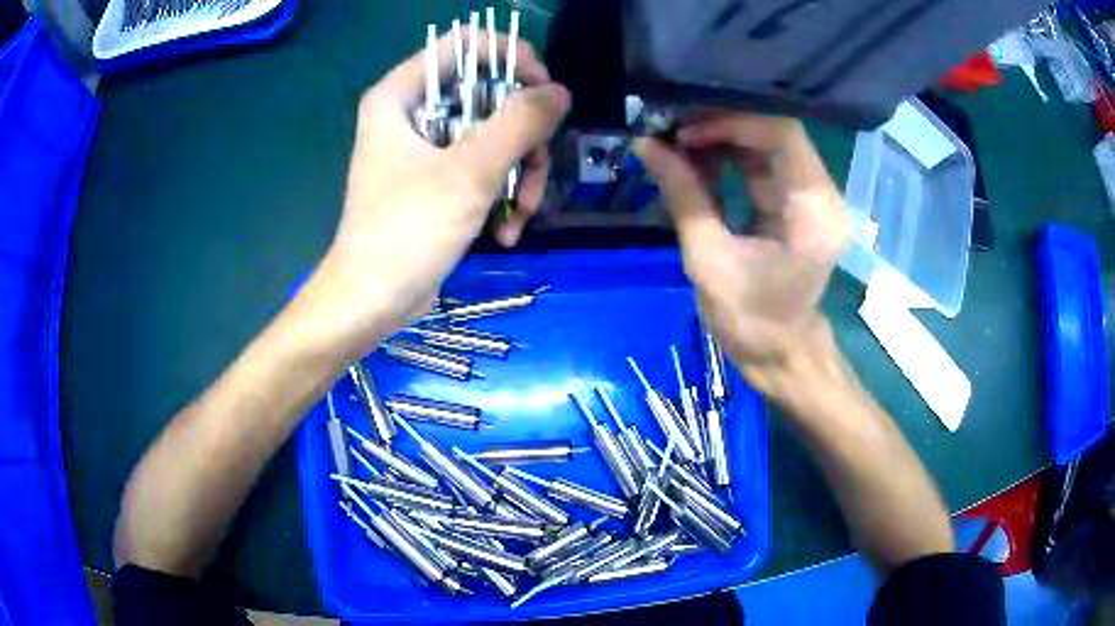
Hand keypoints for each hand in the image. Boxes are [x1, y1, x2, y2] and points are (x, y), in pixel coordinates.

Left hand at [292, 33, 569, 362]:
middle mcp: (411, 113)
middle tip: (536, 168)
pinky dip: (501, 194)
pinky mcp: (436, 179)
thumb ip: (519, 123)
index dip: (509, 58)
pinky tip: (505, 231)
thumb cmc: (407, 232)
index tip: (543, 93)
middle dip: (522, 135)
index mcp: (400, 95)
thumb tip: (559, 93)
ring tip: (521, 214)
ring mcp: (424, 148)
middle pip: (487, 93)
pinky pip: (483, 167)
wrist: (373, 302)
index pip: (463, 46)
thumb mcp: (469, 173)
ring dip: (519, 174)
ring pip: (493, 134)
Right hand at [635, 114, 848, 400]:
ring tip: (676, 143)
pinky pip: (763, 165)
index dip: (732, 124)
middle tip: (672, 131)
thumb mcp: (708, 259)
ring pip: (767, 146)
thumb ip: (683, 196)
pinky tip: (694, 159)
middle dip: (722, 126)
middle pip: (775, 135)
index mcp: (813, 213)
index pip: (783, 136)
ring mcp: (812, 199)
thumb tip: (646, 144)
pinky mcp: (797, 204)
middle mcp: (822, 196)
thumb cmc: (749, 319)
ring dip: (722, 139)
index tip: (685, 134)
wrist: (779, 353)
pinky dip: (729, 158)